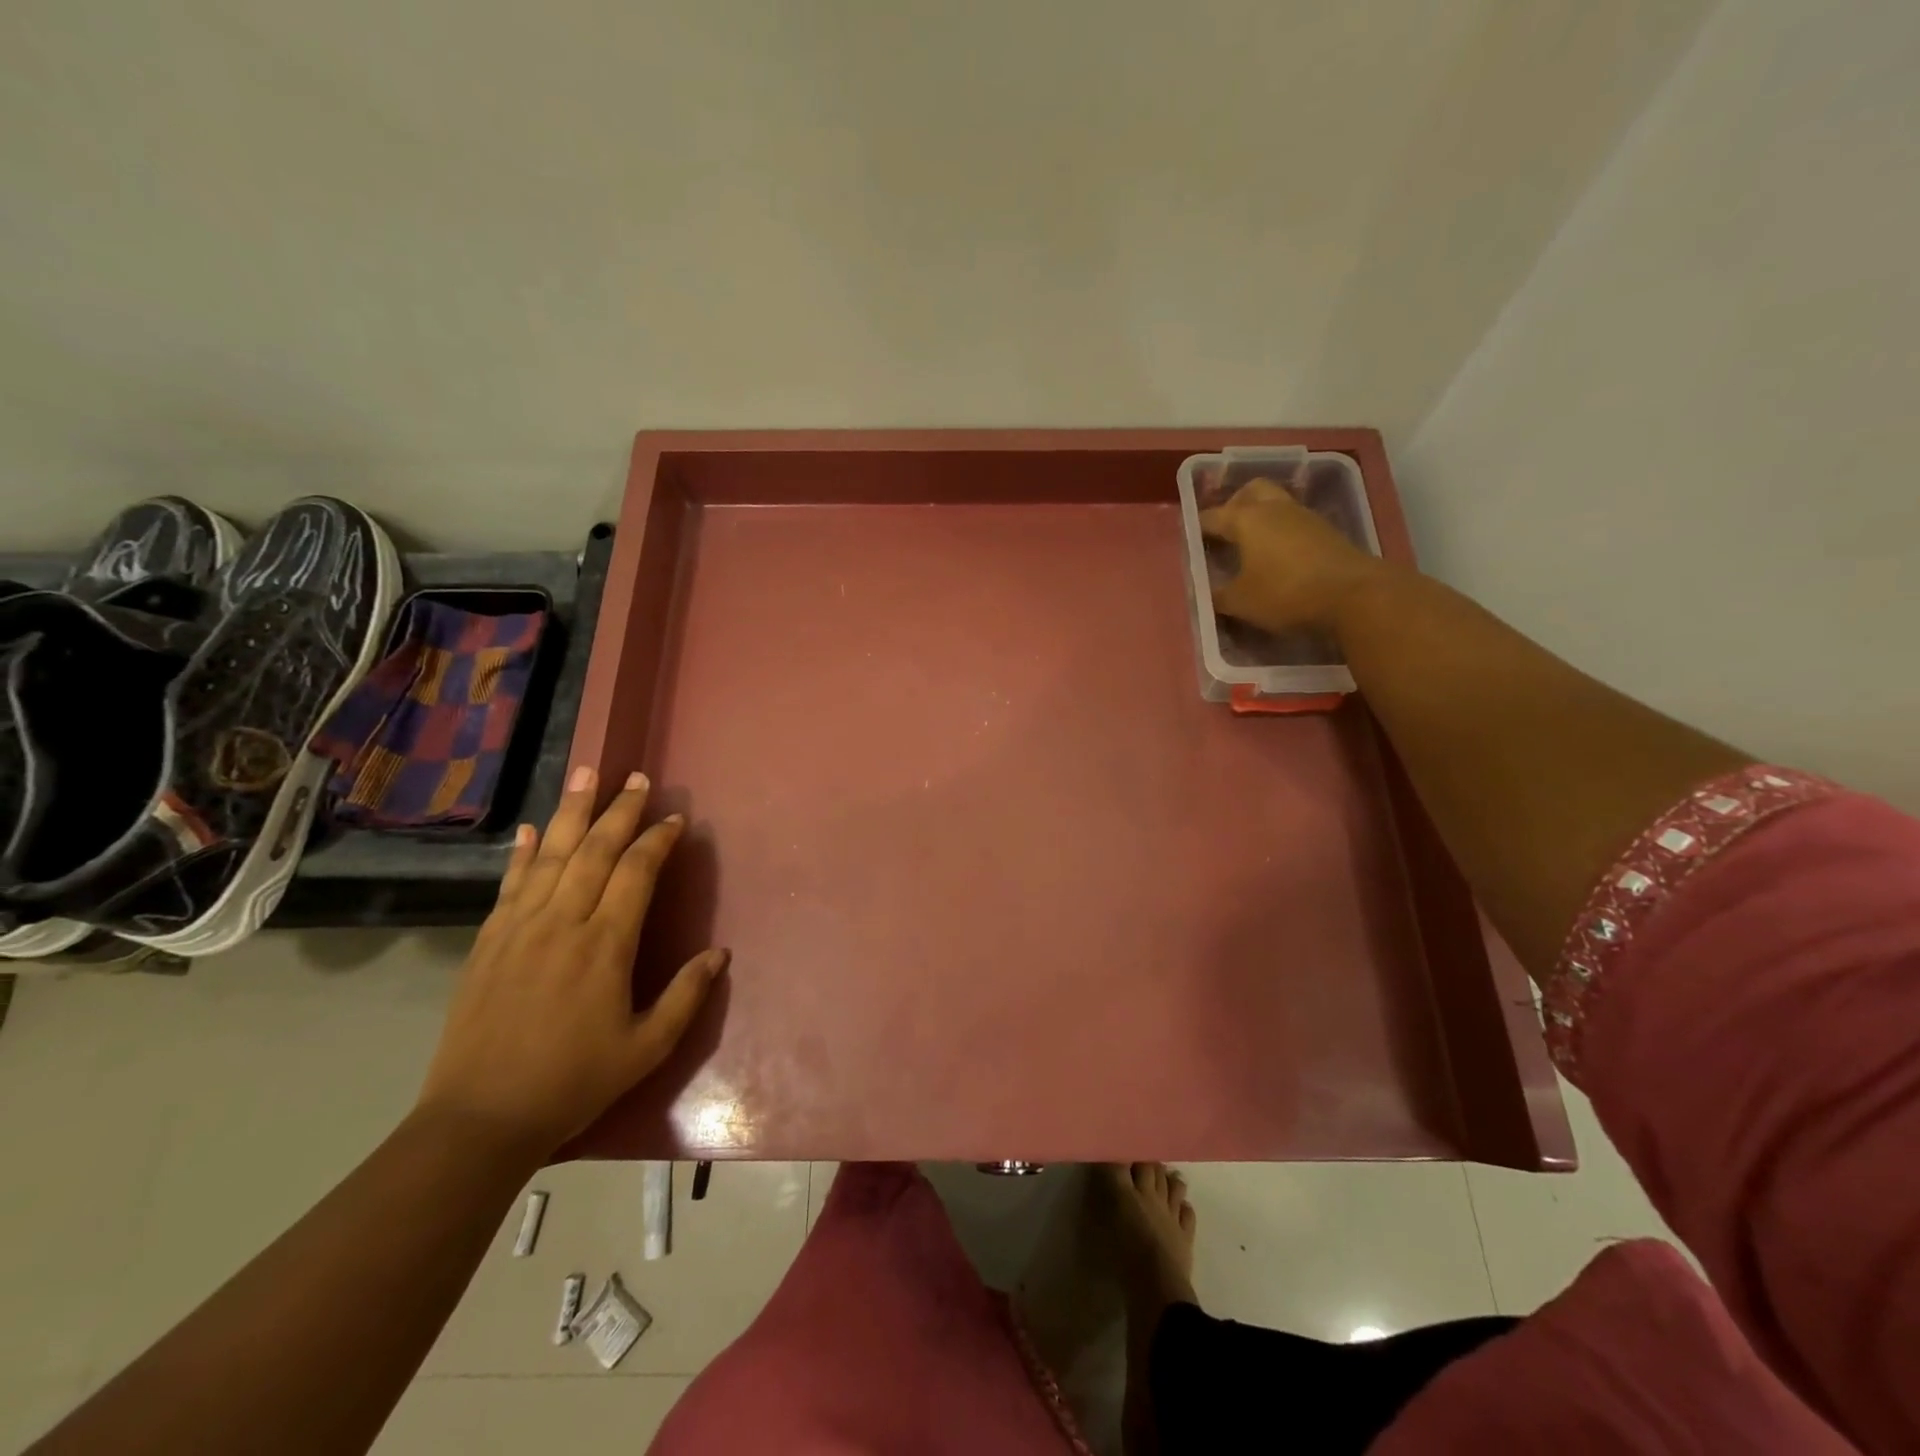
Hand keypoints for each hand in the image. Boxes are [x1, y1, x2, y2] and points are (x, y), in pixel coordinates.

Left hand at [415, 767, 726, 1155]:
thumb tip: (720, 954)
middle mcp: (562, 924)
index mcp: (604, 946)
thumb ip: (685, 996)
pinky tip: (528, 828)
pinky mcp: (487, 941)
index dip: (657, 841)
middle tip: (637, 777)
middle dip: (619, 810)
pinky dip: (521, 852)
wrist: (479, 1120)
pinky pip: (509, 883)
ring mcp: (519, 928)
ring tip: (585, 774)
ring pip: (549, 855)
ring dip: (570, 811)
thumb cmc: (572, 1082)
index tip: (675, 818)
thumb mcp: (646, 1048)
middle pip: (593, 850)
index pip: (636, 874)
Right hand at [1199, 479, 1386, 635]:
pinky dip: (1282, 532)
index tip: (1192, 539)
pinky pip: (1295, 522)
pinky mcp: (1327, 531)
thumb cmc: (1285, 594)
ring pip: (1277, 503)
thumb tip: (1210, 593)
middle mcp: (1275, 509)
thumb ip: (1219, 596)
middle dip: (1235, 505)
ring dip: (1262, 518)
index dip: (1199, 527)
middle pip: (1251, 491)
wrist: (1354, 595)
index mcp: (1246, 519)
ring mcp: (1305, 517)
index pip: (1213, 516)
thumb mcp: (1241, 602)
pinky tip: (1279, 556)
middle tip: (1226, 529)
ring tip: (1252, 546)